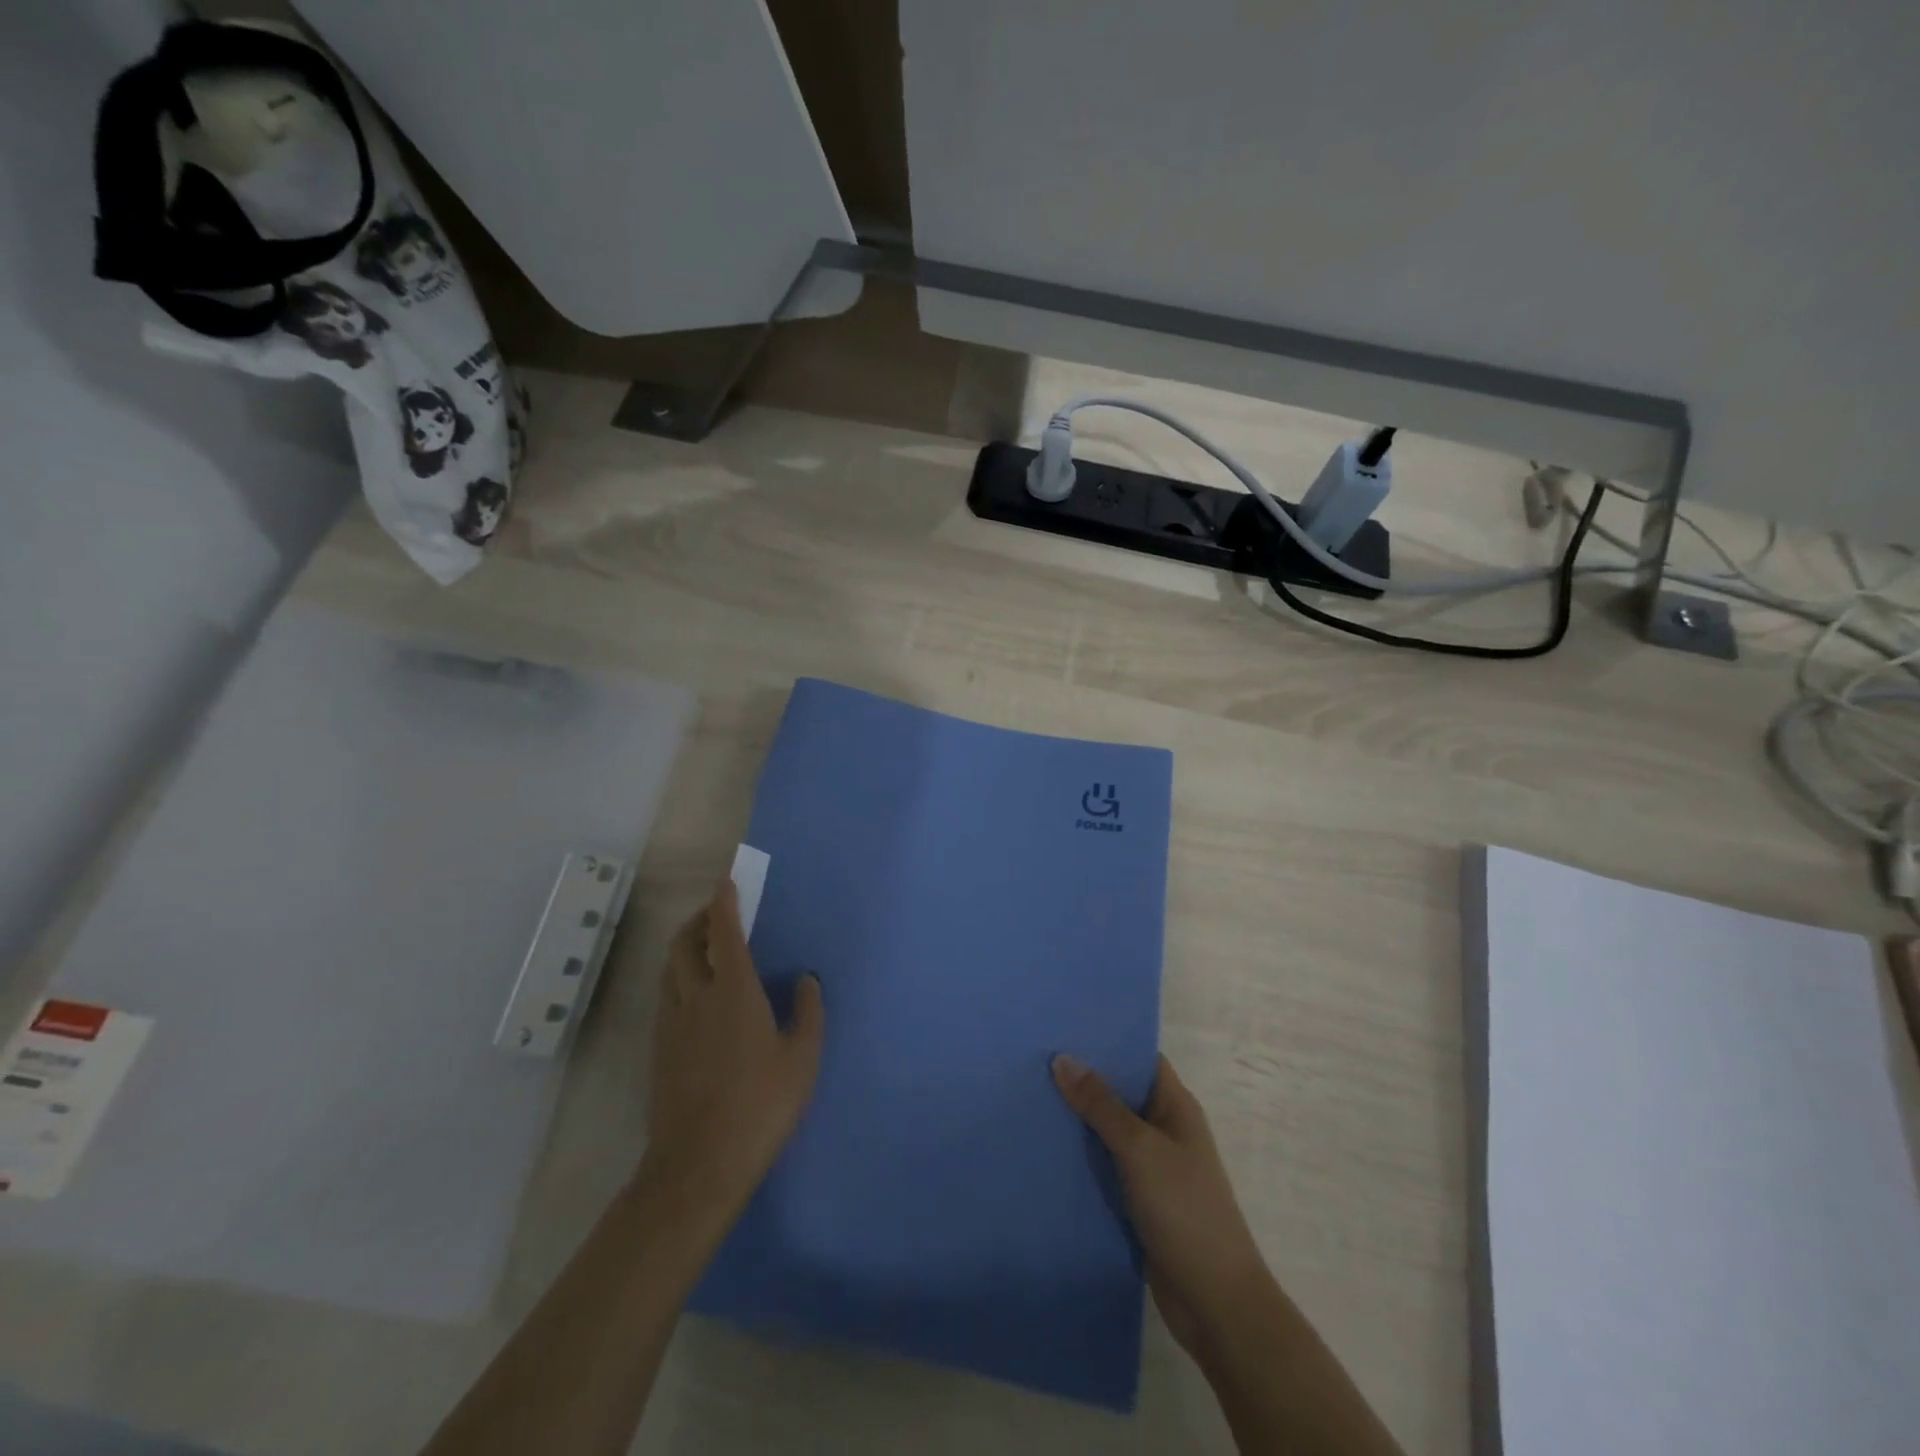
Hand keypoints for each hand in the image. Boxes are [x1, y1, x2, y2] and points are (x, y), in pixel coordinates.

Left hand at [641, 880, 824, 1217]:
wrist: (698, 1164)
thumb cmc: (760, 1106)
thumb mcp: (802, 1059)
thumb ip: (808, 1012)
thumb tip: (806, 979)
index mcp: (734, 992)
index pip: (723, 934)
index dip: (724, 904)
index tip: (726, 884)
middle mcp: (696, 998)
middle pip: (684, 944)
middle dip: (698, 920)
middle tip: (716, 913)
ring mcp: (672, 1024)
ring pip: (669, 969)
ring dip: (683, 947)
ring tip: (702, 947)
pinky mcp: (659, 1049)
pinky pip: (665, 995)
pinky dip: (677, 976)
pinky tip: (693, 994)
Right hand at [1052, 1053, 1269, 1358]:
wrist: (1214, 1302)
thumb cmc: (1184, 1210)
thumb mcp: (1140, 1149)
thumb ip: (1101, 1104)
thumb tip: (1062, 1058)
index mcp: (1175, 1106)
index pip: (1140, 1058)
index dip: (1107, 1041)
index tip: (1063, 1027)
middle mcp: (1164, 1130)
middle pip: (1120, 1093)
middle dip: (1082, 1079)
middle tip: (1033, 1059)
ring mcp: (1152, 1167)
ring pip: (1108, 1132)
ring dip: (1077, 1120)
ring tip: (1028, 1096)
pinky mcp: (1138, 1201)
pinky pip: (1104, 1167)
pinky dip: (1080, 1158)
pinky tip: (1044, 1149)